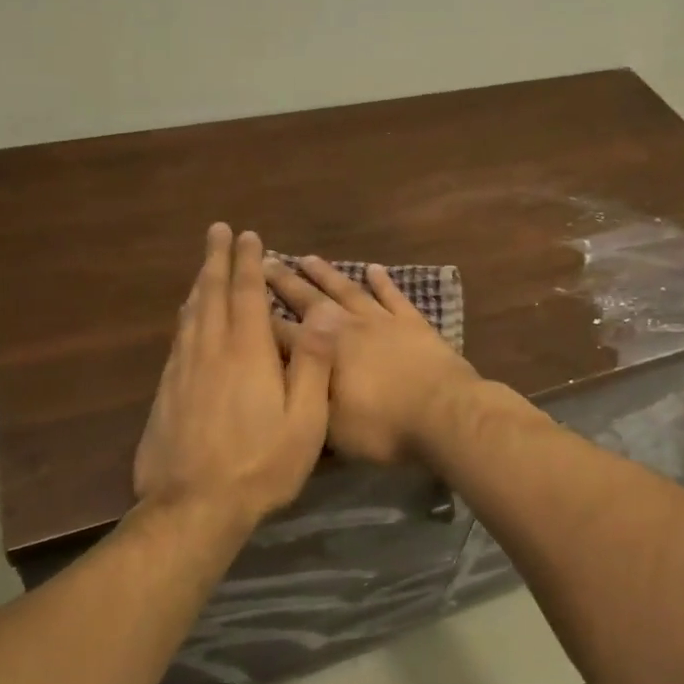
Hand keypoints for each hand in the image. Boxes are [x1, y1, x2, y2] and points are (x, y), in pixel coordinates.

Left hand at [133, 225, 334, 522]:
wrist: (193, 508)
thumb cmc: (261, 464)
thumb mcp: (305, 420)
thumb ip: (313, 364)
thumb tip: (322, 314)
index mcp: (247, 353)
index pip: (246, 294)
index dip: (248, 262)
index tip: (247, 235)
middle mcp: (210, 351)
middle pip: (210, 294)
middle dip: (215, 259)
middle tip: (216, 230)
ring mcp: (182, 371)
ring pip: (190, 314)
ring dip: (199, 284)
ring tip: (204, 266)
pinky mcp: (165, 392)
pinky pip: (178, 339)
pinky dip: (186, 317)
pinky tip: (187, 318)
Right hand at [264, 256, 480, 463]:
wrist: (443, 412)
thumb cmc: (382, 426)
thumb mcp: (330, 426)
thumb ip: (303, 400)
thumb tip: (277, 383)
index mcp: (323, 350)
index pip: (282, 332)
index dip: (260, 318)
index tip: (240, 298)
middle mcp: (347, 326)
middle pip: (309, 300)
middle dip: (285, 282)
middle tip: (265, 261)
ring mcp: (382, 320)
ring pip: (347, 289)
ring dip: (326, 274)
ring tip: (307, 257)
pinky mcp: (413, 322)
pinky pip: (393, 295)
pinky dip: (382, 281)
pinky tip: (373, 268)